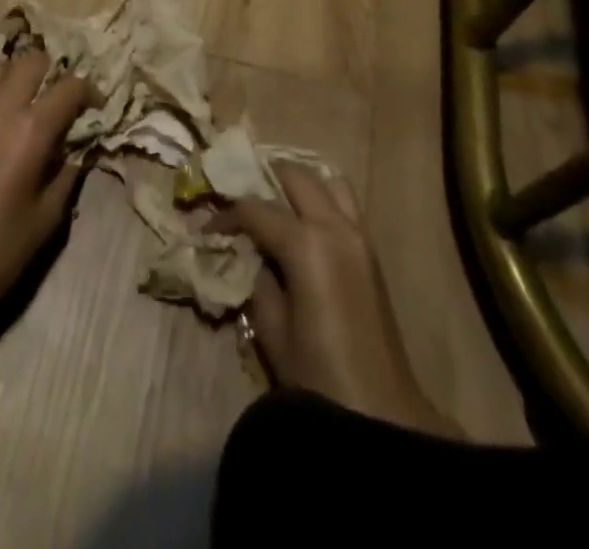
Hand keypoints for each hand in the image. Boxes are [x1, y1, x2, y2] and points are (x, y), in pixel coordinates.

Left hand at [0, 48, 94, 329]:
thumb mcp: (46, 219)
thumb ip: (68, 175)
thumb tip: (81, 150)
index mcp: (30, 131)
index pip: (69, 87)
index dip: (90, 92)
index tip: (98, 110)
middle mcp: (1, 111)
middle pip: (31, 61)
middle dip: (55, 71)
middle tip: (65, 99)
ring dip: (20, 74)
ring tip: (34, 100)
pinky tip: (8, 121)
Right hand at [216, 165, 457, 437]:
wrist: (380, 413)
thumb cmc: (317, 375)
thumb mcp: (272, 328)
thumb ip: (258, 278)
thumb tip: (251, 254)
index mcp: (306, 243)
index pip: (256, 208)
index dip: (227, 214)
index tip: (208, 226)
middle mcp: (334, 225)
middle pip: (295, 175)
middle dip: (264, 178)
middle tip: (240, 197)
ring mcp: (358, 234)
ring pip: (327, 180)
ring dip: (299, 184)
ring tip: (275, 202)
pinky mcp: (371, 250)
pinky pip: (345, 203)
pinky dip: (322, 199)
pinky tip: (303, 223)